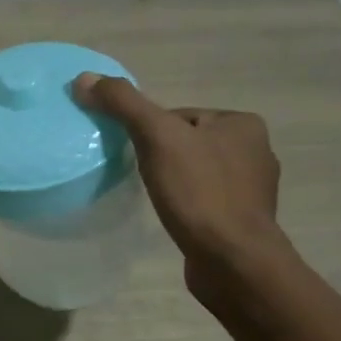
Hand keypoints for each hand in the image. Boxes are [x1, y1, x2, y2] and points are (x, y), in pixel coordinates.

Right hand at [73, 74, 286, 278]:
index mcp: (243, 124)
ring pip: (196, 172)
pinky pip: (205, 200)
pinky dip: (187, 204)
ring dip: (174, 182)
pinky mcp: (244, 221)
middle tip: (141, 176)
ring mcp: (252, 189)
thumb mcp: (156, 137)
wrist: (233, 261)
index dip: (150, 131)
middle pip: (186, 142)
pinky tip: (175, 217)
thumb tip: (84, 78)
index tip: (136, 153)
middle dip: (162, 157)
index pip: (179, 115)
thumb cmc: (199, 193)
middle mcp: (256, 151)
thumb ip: (123, 103)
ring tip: (157, 198)